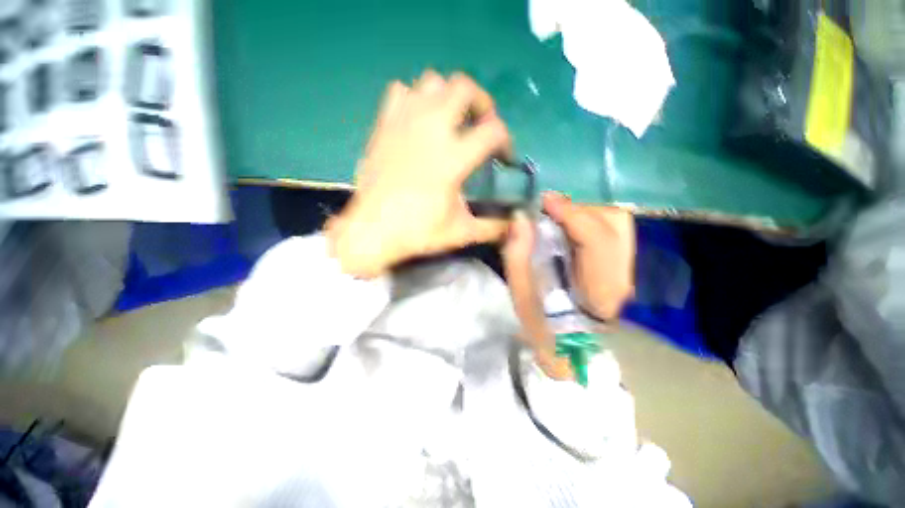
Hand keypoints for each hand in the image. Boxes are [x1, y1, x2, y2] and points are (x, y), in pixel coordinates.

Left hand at [326, 71, 510, 277]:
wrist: (372, 230)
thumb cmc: (417, 232)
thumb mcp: (461, 232)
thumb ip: (492, 227)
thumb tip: (513, 224)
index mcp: (452, 158)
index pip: (493, 131)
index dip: (506, 141)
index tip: (503, 158)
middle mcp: (431, 130)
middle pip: (464, 88)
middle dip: (482, 103)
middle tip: (481, 126)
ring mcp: (404, 122)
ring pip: (432, 82)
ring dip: (449, 97)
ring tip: (452, 121)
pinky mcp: (384, 125)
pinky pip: (401, 92)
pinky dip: (415, 99)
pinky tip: (418, 122)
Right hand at [503, 193, 635, 378]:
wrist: (569, 349)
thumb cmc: (543, 327)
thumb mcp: (522, 295)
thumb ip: (518, 255)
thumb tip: (521, 218)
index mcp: (599, 291)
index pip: (596, 240)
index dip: (571, 214)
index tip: (545, 200)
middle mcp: (623, 276)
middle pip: (615, 223)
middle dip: (580, 208)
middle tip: (549, 209)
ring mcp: (627, 270)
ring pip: (617, 223)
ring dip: (586, 212)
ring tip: (557, 216)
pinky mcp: (622, 266)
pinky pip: (612, 230)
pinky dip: (590, 220)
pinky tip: (569, 227)